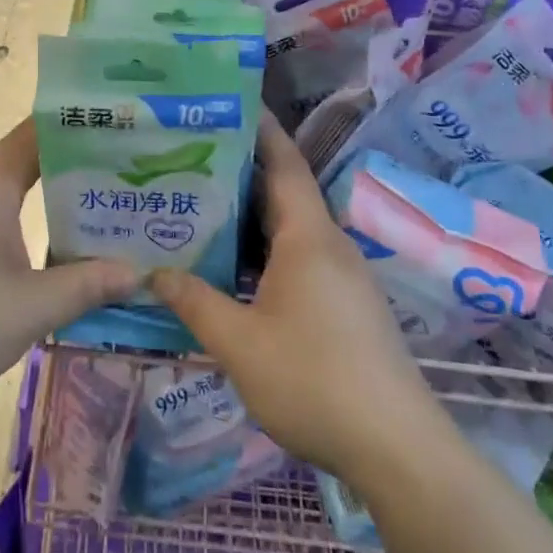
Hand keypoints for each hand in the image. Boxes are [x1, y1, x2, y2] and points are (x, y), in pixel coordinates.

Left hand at [0, 119, 137, 406]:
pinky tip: (62, 250)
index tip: (121, 127)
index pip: (37, 133)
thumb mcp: (32, 306)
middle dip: (78, 164)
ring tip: (107, 207)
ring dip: (56, 198)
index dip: (77, 126)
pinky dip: (35, 222)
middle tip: (129, 172)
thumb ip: (87, 285)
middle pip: (30, 161)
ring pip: (16, 194)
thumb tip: (138, 273)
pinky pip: (2, 219)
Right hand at [148, 114, 435, 477]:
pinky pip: (298, 261)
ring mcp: (342, 278)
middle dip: (240, 173)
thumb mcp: (239, 343)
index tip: (230, 102)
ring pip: (289, 231)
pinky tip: (232, 271)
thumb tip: (155, 273)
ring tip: (200, 210)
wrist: (397, 450)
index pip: (283, 163)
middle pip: (283, 194)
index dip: (260, 128)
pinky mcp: (346, 307)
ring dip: (250, 219)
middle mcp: (329, 246)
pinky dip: (264, 254)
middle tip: (189, 158)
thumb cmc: (313, 381)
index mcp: (308, 238)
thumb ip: (195, 302)